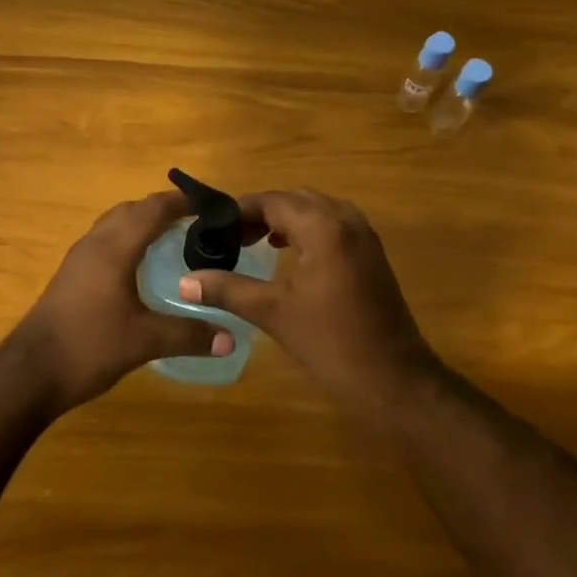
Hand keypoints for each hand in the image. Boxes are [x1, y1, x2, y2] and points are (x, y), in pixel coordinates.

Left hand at [7, 191, 232, 416]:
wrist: (30, 372)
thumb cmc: (89, 346)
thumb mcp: (145, 341)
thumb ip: (189, 335)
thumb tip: (232, 339)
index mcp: (114, 248)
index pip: (153, 209)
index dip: (183, 201)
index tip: (213, 204)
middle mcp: (95, 244)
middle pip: (132, 210)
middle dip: (164, 209)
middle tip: (198, 223)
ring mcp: (78, 259)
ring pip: (114, 225)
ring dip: (142, 223)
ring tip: (174, 240)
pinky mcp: (71, 276)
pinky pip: (104, 243)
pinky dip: (127, 241)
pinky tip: (141, 268)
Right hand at [180, 189, 441, 416]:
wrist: (391, 377)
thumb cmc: (329, 341)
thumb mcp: (272, 312)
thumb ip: (227, 289)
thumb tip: (185, 282)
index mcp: (323, 227)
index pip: (273, 200)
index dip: (239, 210)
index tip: (211, 226)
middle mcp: (347, 221)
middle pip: (296, 199)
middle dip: (261, 212)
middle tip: (229, 235)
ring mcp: (364, 237)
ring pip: (317, 210)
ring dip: (285, 219)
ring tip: (253, 241)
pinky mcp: (371, 255)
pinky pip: (334, 225)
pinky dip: (307, 230)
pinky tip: (289, 254)